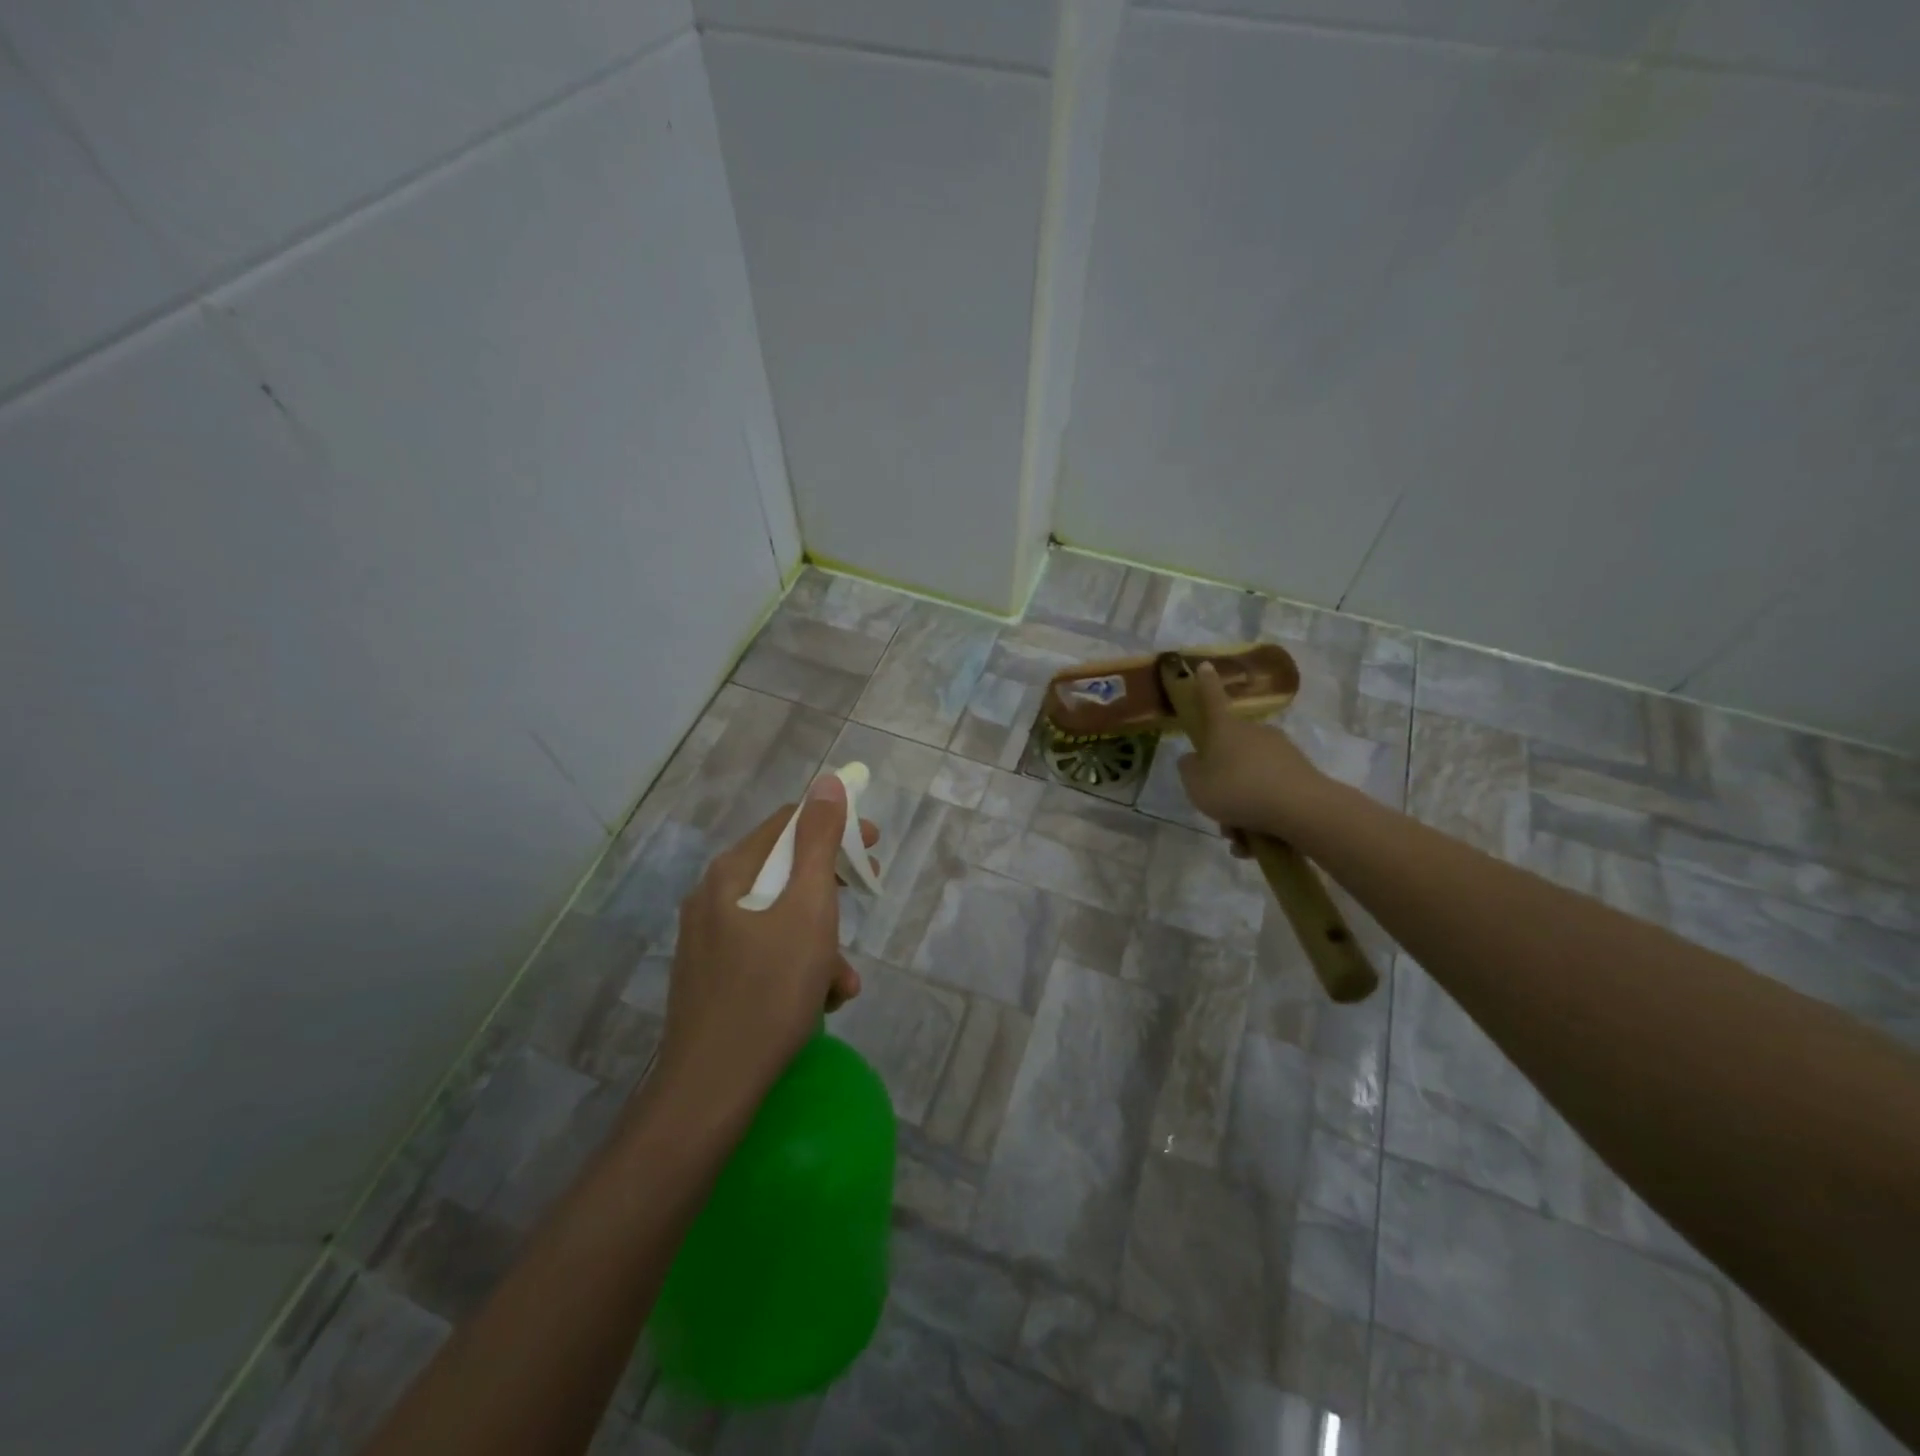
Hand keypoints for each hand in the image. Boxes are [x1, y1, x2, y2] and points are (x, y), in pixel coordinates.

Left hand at [654, 774, 877, 1114]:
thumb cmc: (769, 991)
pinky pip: (767, 953)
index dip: (835, 826)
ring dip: (822, 939)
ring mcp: (709, 940)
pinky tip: (821, 1002)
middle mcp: (713, 897)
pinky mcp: (713, 978)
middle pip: (784, 871)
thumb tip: (827, 782)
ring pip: (781, 919)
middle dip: (832, 888)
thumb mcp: (808, 909)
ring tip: (843, 981)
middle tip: (867, 896)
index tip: (873, 847)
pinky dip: (799, 966)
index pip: (788, 824)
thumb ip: (819, 842)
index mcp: (732, 873)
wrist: (711, 1090)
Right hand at [1176, 661, 1330, 847]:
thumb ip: (1188, 771)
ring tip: (1239, 839)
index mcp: (1225, 730)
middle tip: (1217, 813)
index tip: (1205, 665)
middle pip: (1230, 754)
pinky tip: (1257, 844)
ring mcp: (1281, 753)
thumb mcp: (1196, 785)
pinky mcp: (1300, 774)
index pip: (1211, 700)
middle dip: (1221, 784)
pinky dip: (1260, 817)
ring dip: (1240, 809)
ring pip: (1249, 780)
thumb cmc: (1237, 790)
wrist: (1300, 809)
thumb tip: (1193, 760)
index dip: (1204, 685)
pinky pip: (1270, 795)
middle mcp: (1254, 734)